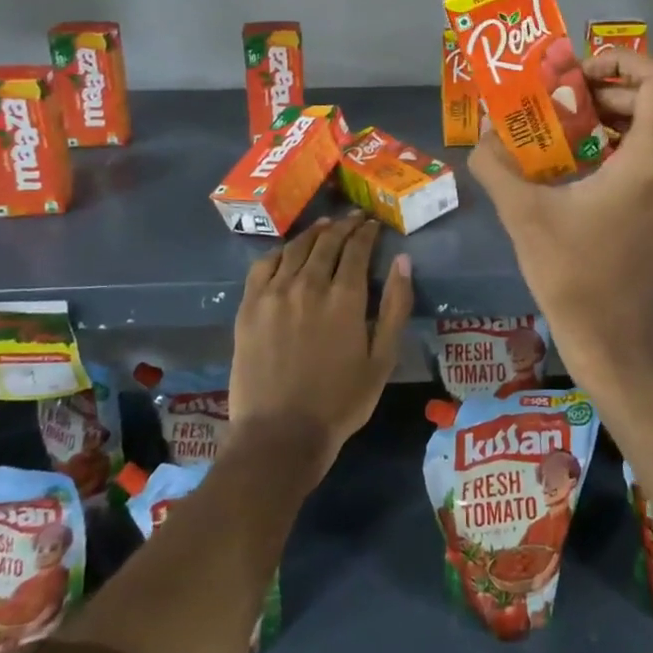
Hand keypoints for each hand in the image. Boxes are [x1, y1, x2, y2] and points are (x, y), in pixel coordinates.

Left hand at [230, 212, 412, 480]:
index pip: (357, 249)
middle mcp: (309, 284)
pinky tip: (288, 250)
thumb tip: (402, 261)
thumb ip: (396, 306)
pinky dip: (281, 251)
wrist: (280, 434)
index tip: (373, 224)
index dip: (367, 233)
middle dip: (344, 226)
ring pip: (296, 248)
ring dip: (314, 233)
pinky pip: (264, 265)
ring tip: (325, 226)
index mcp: (344, 297)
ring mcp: (274, 293)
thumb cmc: (340, 401)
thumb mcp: (382, 359)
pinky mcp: (249, 306)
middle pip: (327, 242)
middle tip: (354, 219)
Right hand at [468, 49, 652, 390]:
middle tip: (576, 91)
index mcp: (650, 162)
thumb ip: (497, 166)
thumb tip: (481, 132)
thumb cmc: (571, 275)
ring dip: (628, 106)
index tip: (579, 73)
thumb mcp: (524, 215)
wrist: (611, 337)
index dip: (625, 61)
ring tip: (577, 118)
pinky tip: (588, 152)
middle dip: (625, 80)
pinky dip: (632, 133)